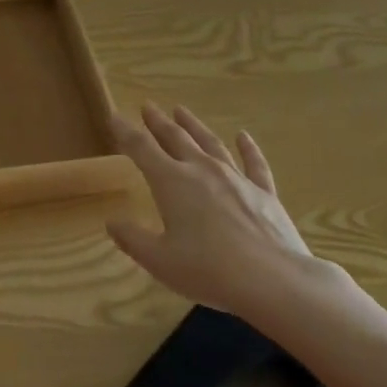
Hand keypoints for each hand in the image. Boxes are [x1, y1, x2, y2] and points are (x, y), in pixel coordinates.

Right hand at [107, 104, 347, 321]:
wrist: (274, 280)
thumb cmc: (210, 271)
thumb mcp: (160, 261)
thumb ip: (133, 239)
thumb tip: (111, 222)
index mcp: (172, 182)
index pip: (141, 148)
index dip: (125, 131)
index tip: (114, 116)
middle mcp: (201, 170)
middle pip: (175, 137)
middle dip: (158, 122)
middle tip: (147, 106)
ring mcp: (235, 178)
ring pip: (209, 142)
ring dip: (193, 125)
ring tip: (181, 110)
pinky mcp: (264, 192)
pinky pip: (254, 164)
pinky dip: (248, 148)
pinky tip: (244, 136)